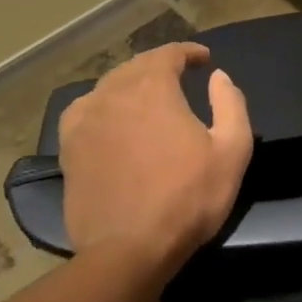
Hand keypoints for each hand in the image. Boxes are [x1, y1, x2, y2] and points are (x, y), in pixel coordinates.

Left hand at [57, 43, 252, 278]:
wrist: (129, 250)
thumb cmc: (188, 199)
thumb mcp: (231, 151)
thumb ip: (230, 104)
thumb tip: (218, 76)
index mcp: (153, 89)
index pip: (168, 54)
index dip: (188, 52)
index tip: (204, 59)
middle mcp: (114, 94)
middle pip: (136, 66)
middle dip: (160, 65)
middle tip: (180, 75)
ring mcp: (86, 120)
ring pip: (109, 86)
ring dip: (131, 83)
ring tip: (147, 95)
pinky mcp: (69, 148)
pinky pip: (84, 110)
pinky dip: (101, 104)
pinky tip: (109, 116)